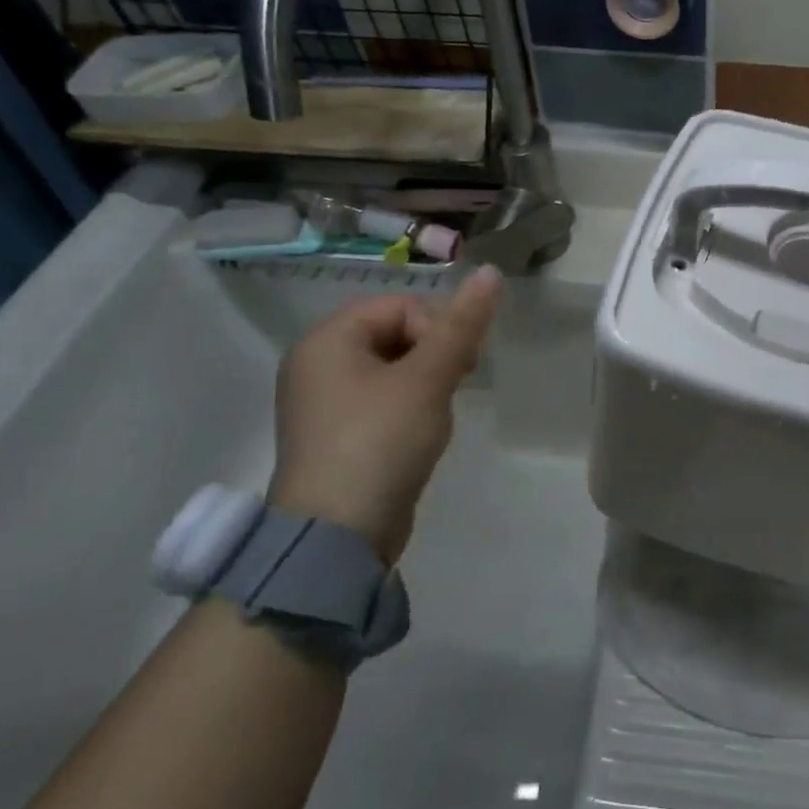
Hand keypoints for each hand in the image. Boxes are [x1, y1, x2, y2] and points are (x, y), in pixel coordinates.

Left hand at [268, 267, 501, 562]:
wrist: (337, 537)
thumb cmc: (380, 442)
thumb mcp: (428, 379)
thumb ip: (462, 326)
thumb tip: (491, 271)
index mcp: (327, 340)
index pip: (399, 307)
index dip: (436, 327)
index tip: (459, 364)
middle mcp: (316, 364)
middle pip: (393, 334)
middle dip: (433, 355)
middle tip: (453, 386)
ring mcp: (323, 404)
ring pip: (391, 369)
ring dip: (425, 383)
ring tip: (437, 415)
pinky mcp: (336, 437)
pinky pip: (380, 402)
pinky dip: (407, 409)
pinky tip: (420, 435)